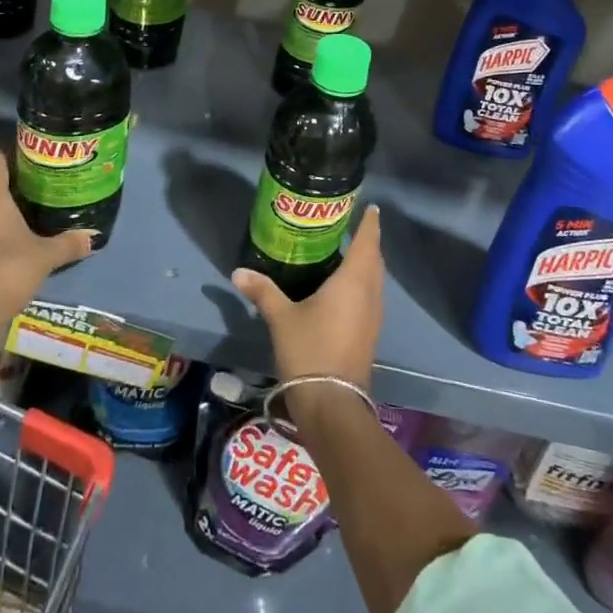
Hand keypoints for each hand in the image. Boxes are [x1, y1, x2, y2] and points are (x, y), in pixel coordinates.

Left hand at [0, 151, 91, 337]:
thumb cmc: (8, 269)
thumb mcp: (46, 256)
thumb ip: (69, 243)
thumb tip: (93, 236)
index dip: (8, 153)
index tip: (27, 153)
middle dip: (11, 186)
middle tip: (38, 187)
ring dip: (1, 212)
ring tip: (28, 214)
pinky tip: (13, 243)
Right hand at [232, 206, 382, 390]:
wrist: (332, 404)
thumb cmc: (310, 350)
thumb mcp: (281, 317)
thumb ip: (262, 291)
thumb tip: (238, 272)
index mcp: (354, 281)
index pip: (367, 242)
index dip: (369, 223)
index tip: (370, 207)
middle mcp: (370, 294)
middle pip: (374, 260)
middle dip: (367, 242)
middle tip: (350, 227)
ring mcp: (373, 317)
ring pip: (374, 280)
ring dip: (366, 264)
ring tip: (345, 253)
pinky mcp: (369, 334)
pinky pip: (370, 297)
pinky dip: (361, 284)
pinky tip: (342, 288)